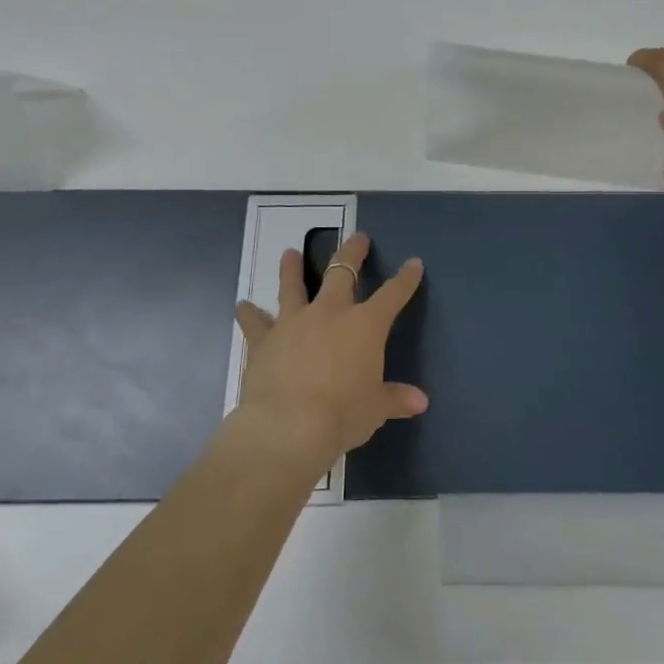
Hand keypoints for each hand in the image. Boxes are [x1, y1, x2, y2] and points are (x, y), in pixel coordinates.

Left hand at [232, 233, 426, 475]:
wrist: (288, 426)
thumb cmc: (343, 415)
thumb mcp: (375, 409)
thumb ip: (395, 399)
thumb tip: (421, 401)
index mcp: (366, 325)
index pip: (393, 294)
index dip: (406, 278)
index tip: (414, 263)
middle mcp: (331, 313)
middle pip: (343, 271)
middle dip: (353, 252)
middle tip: (358, 238)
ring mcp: (294, 322)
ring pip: (293, 286)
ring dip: (291, 269)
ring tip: (289, 253)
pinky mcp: (264, 340)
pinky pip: (255, 322)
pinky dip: (249, 314)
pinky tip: (242, 306)